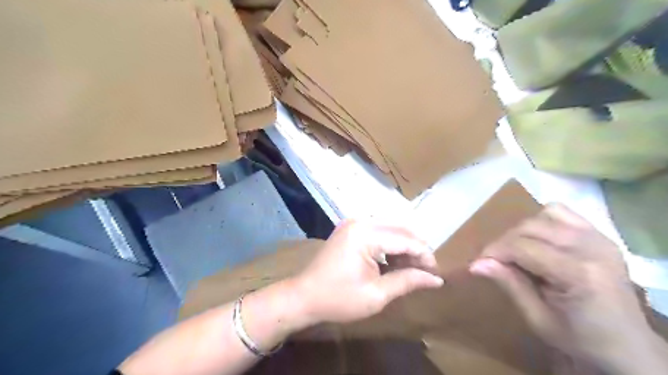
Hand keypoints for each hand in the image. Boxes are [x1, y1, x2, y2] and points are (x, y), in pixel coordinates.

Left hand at [293, 221, 441, 326]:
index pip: (405, 239)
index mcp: (365, 234)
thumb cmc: (338, 299)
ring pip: (391, 229)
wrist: (304, 296)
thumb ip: (407, 281)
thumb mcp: (376, 295)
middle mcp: (360, 222)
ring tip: (412, 269)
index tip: (436, 274)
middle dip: (416, 249)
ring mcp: (354, 223)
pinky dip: (390, 246)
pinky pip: (379, 232)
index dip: (424, 255)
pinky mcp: (351, 229)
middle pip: (400, 229)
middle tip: (426, 272)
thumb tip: (436, 279)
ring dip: (404, 247)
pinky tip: (395, 262)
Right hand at [469, 204, 661, 373]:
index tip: (477, 263)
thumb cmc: (581, 339)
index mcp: (579, 274)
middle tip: (494, 261)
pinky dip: (541, 221)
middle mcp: (591, 248)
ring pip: (541, 216)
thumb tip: (476, 264)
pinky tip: (539, 240)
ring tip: (517, 252)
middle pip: (529, 228)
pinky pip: (560, 212)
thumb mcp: (538, 319)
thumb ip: (509, 284)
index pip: (522, 247)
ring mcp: (598, 237)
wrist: (628, 346)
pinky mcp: (599, 235)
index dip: (495, 251)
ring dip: (521, 232)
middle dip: (504, 242)